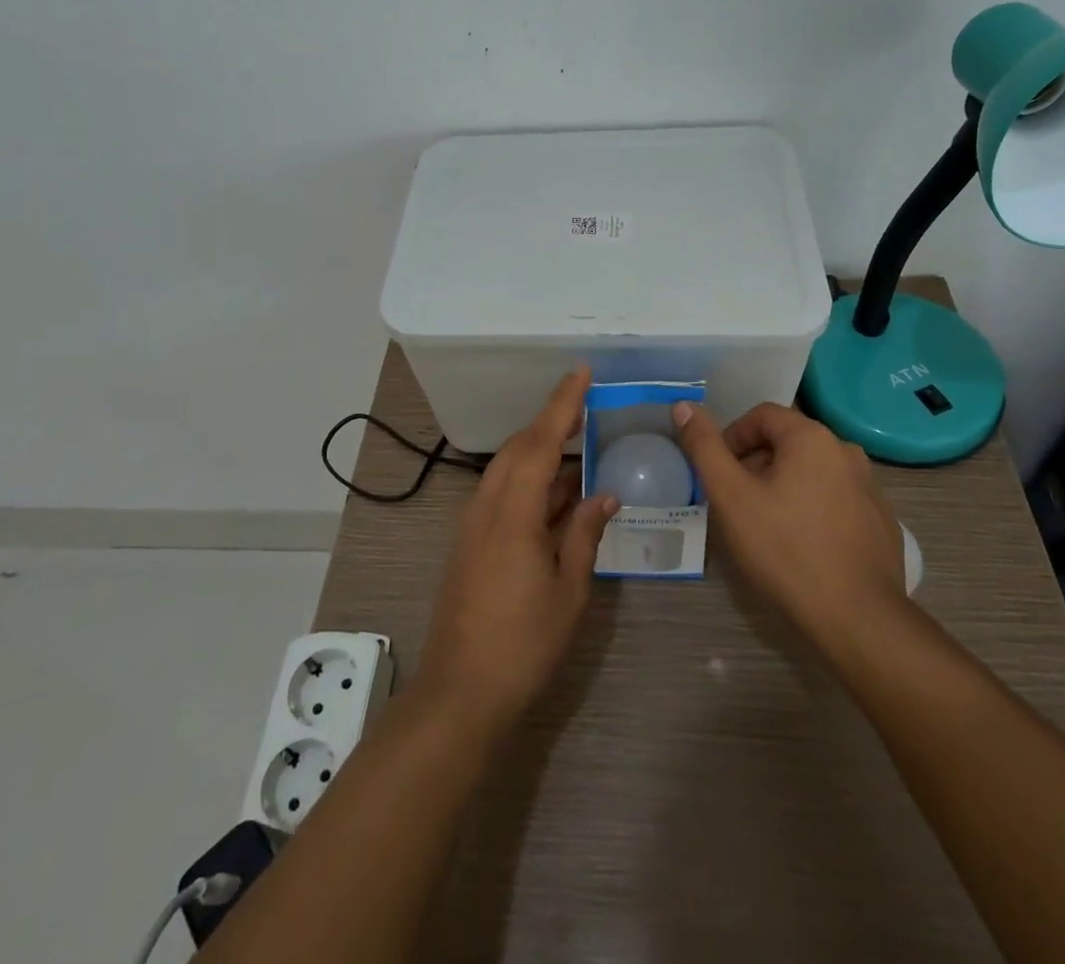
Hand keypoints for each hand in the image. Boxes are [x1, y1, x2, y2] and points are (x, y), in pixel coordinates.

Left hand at [414, 368, 618, 733]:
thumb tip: (604, 495)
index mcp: (514, 512)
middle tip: (586, 408)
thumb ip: (584, 535)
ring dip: (540, 450)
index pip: (541, 442)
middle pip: (519, 448)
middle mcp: (488, 506)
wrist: (460, 691)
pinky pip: (502, 492)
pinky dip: (529, 479)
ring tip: (577, 444)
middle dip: (551, 422)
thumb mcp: (568, 591)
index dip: (562, 404)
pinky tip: (555, 492)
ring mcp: (474, 523)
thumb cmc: (522, 643)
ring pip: (508, 468)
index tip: (582, 373)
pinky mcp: (470, 541)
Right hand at [673, 401, 906, 645]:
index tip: (720, 475)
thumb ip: (705, 447)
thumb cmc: (785, 549)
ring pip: (811, 471)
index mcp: (812, 437)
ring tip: (767, 525)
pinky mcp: (881, 521)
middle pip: (787, 442)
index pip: (761, 416)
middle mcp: (846, 451)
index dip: (732, 439)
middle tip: (738, 503)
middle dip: (756, 464)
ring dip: (784, 485)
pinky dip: (813, 508)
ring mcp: (870, 487)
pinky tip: (803, 545)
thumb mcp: (731, 496)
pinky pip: (836, 499)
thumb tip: (684, 406)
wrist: (857, 619)